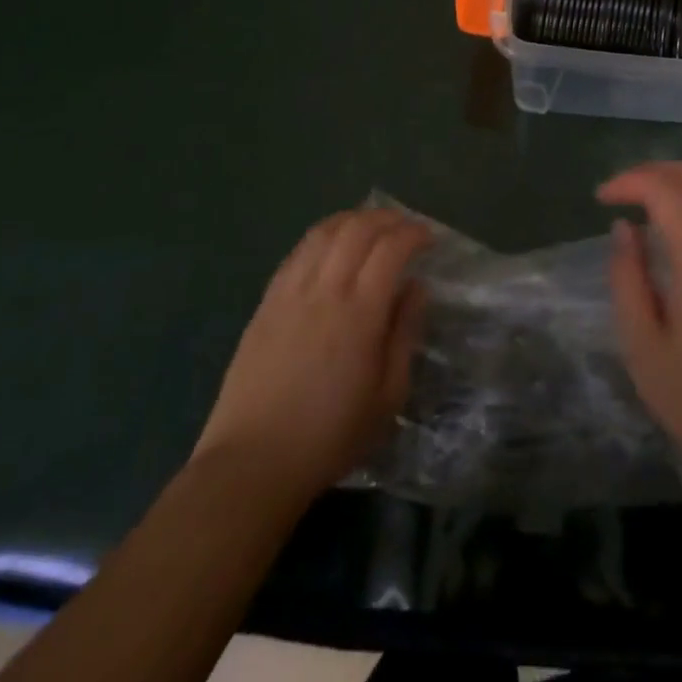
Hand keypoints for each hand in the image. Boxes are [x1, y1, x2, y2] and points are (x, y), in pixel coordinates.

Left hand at [195, 209, 429, 496]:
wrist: (253, 463)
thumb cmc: (330, 436)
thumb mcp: (388, 396)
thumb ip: (405, 333)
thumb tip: (416, 288)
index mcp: (360, 313)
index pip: (391, 248)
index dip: (413, 233)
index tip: (429, 238)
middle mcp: (325, 290)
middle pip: (358, 229)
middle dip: (387, 218)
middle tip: (405, 226)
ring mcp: (290, 292)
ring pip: (324, 232)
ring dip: (353, 219)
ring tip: (371, 226)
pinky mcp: (266, 302)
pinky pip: (298, 252)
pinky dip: (322, 236)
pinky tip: (332, 244)